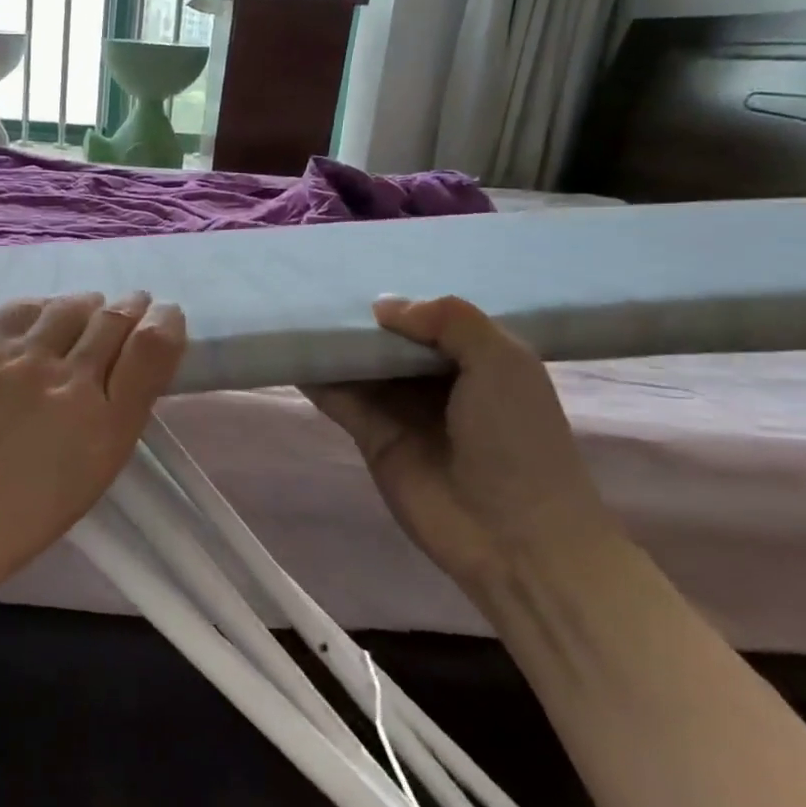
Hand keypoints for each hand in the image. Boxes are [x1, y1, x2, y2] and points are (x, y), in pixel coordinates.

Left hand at [0, 292, 187, 596]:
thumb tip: (124, 369)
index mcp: (108, 427)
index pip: (153, 349)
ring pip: (72, 306)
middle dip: (133, 306)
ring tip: (90, 309)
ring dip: (90, 304)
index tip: (166, 317)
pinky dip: (45, 308)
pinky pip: (25, 308)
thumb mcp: (92, 475)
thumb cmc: (21, 518)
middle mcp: (72, 383)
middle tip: (134, 303)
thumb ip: (116, 418)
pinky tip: (45, 317)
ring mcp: (23, 361)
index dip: (166, 323)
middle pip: (115, 319)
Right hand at [307, 295, 611, 588]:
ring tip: (291, 310)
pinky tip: (288, 352)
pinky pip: (338, 398)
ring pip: (360, 366)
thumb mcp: (502, 362)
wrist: (514, 536)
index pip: (431, 318)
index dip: (402, 299)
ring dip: (333, 344)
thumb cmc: (517, 439)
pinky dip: (315, 377)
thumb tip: (383, 307)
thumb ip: (448, 320)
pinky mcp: (371, 436)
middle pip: (389, 340)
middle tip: (316, 283)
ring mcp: (401, 409)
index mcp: (478, 358)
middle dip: (360, 318)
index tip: (362, 270)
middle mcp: (437, 379)